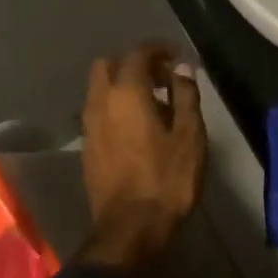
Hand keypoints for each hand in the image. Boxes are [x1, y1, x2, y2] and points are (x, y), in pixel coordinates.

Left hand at [77, 43, 205, 277]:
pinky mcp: (87, 147)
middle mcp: (101, 103)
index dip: (159, 48)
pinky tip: (138, 124)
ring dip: (123, 84)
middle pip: (108, 65)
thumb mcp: (190, 135)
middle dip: (134, 62)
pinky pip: (98, 110)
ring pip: (99, 88)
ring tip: (154, 101)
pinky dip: (116, 105)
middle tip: (162, 76)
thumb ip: (185, 95)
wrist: (130, 229)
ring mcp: (89, 126)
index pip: (138, 54)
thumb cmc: (167, 179)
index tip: (178, 56)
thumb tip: (182, 69)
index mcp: (126, 93)